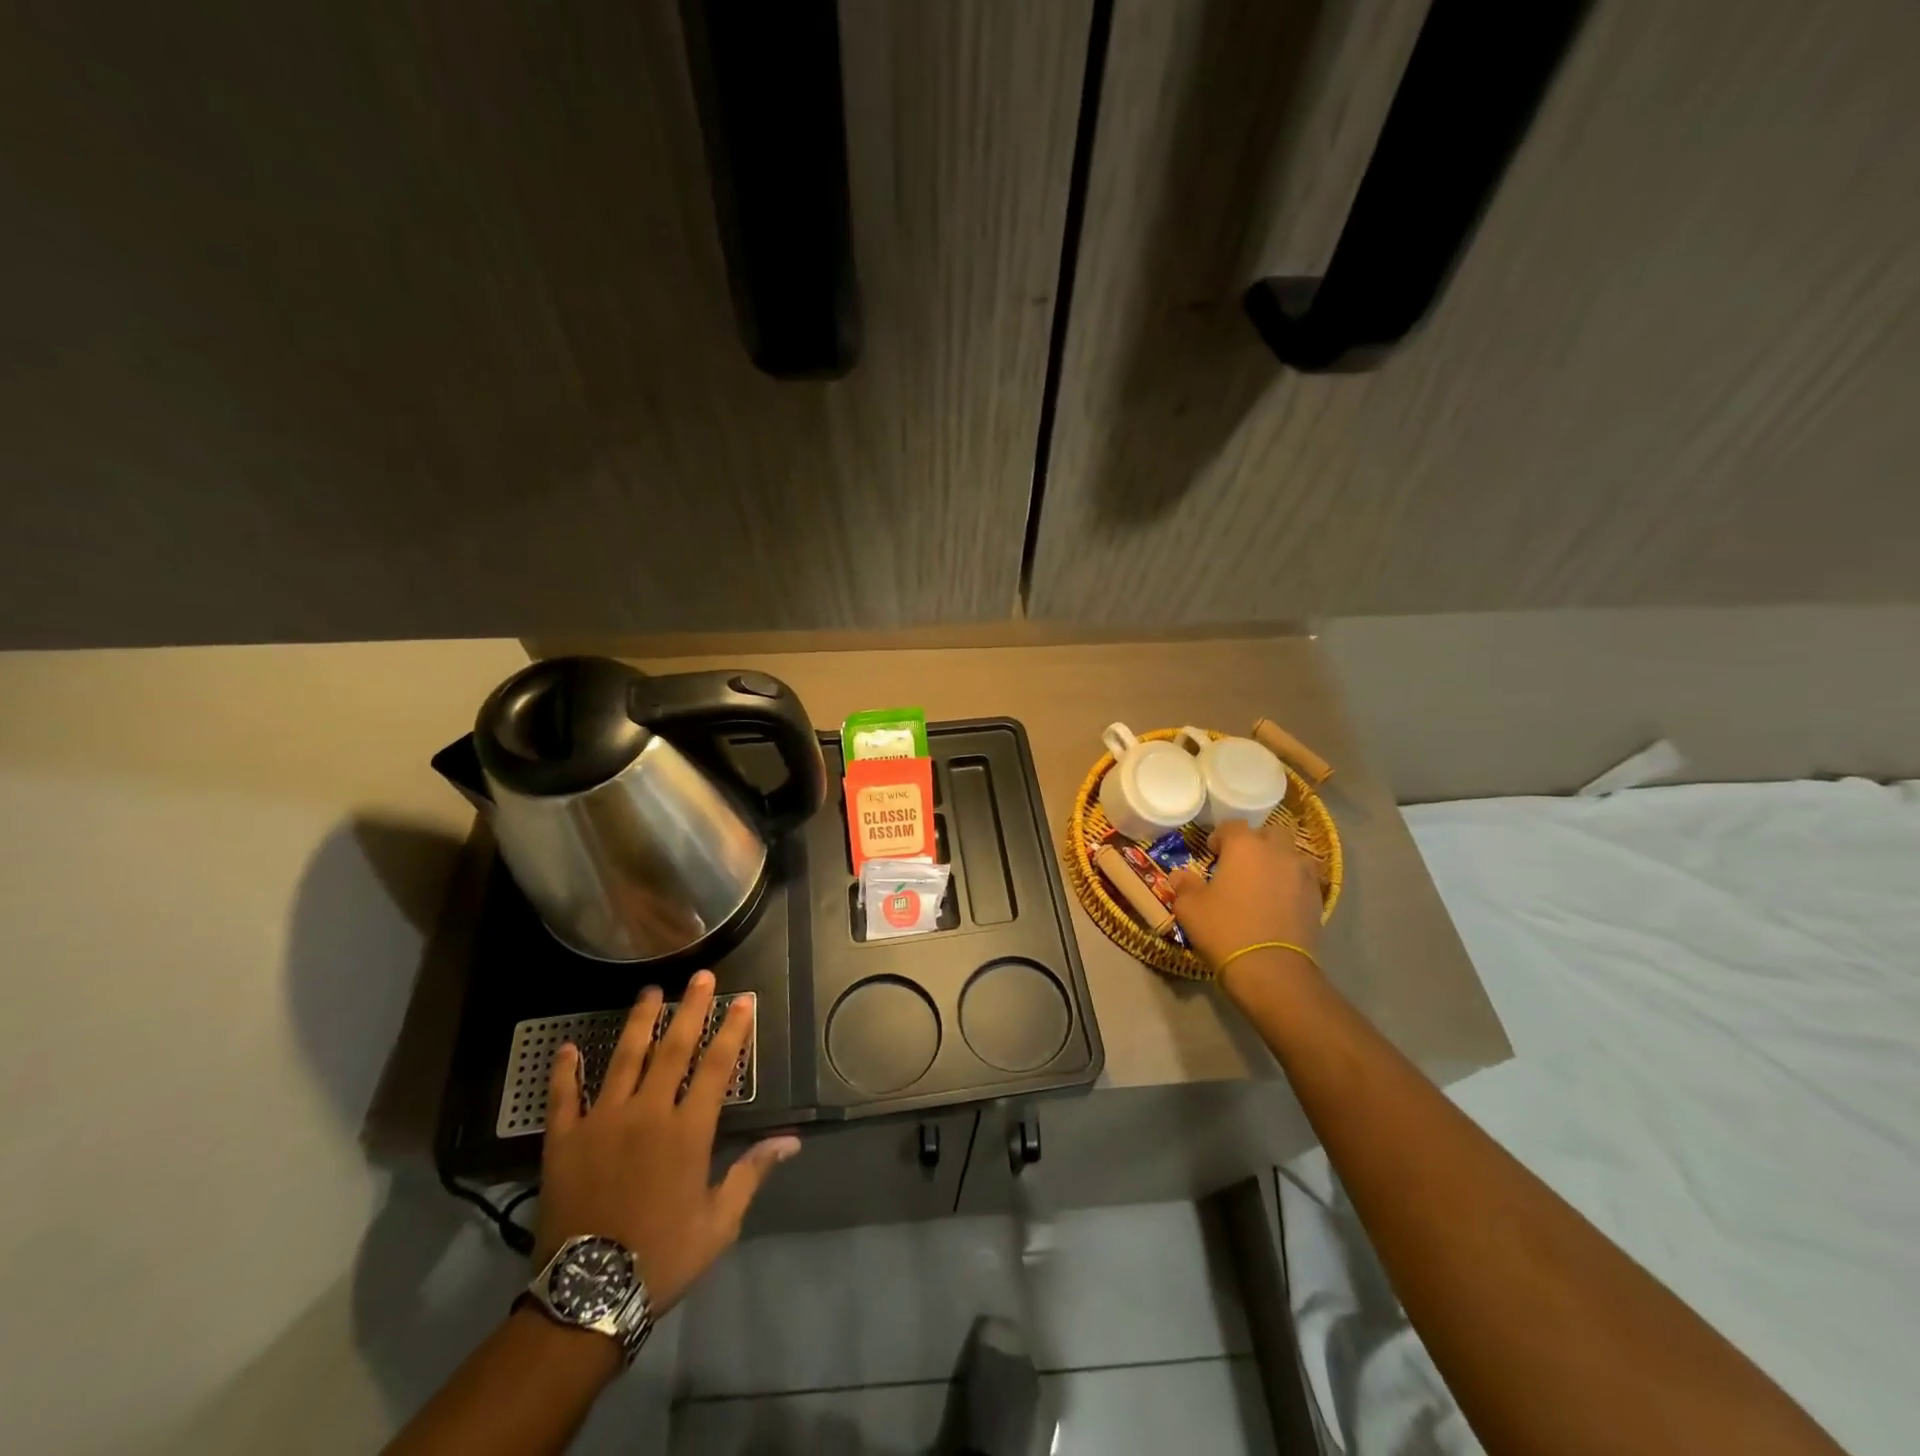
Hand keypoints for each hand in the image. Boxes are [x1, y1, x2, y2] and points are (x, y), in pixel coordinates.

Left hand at [535, 970, 799, 1314]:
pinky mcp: (565, 1141)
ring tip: (649, 991)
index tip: (743, 1000)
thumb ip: (752, 1172)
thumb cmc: (662, 1258)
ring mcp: (603, 1122)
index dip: (733, 1029)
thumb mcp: (719, 1222)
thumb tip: (792, 1141)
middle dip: (691, 1008)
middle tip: (701, 976)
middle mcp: (648, 1113)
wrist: (587, 1298)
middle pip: (674, 1048)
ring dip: (639, 1022)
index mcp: (688, 1131)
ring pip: (624, 1058)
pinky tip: (567, 1047)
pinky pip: (563, 1097)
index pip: (717, 1066)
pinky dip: (565, 1070)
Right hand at [1168, 820, 1324, 998]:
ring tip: (1264, 883)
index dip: (1220, 837)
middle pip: (1269, 833)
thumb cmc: (1224, 930)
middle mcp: (1277, 852)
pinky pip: (1303, 880)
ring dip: (1278, 862)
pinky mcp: (1317, 898)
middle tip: (1241, 865)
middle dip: (1256, 843)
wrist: (1271, 969)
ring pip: (1292, 855)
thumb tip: (1180, 875)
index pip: (1232, 826)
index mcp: (1245, 846)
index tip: (1212, 853)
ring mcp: (1302, 874)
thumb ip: (1184, 885)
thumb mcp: (1190, 908)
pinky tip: (1280, 903)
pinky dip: (1292, 884)